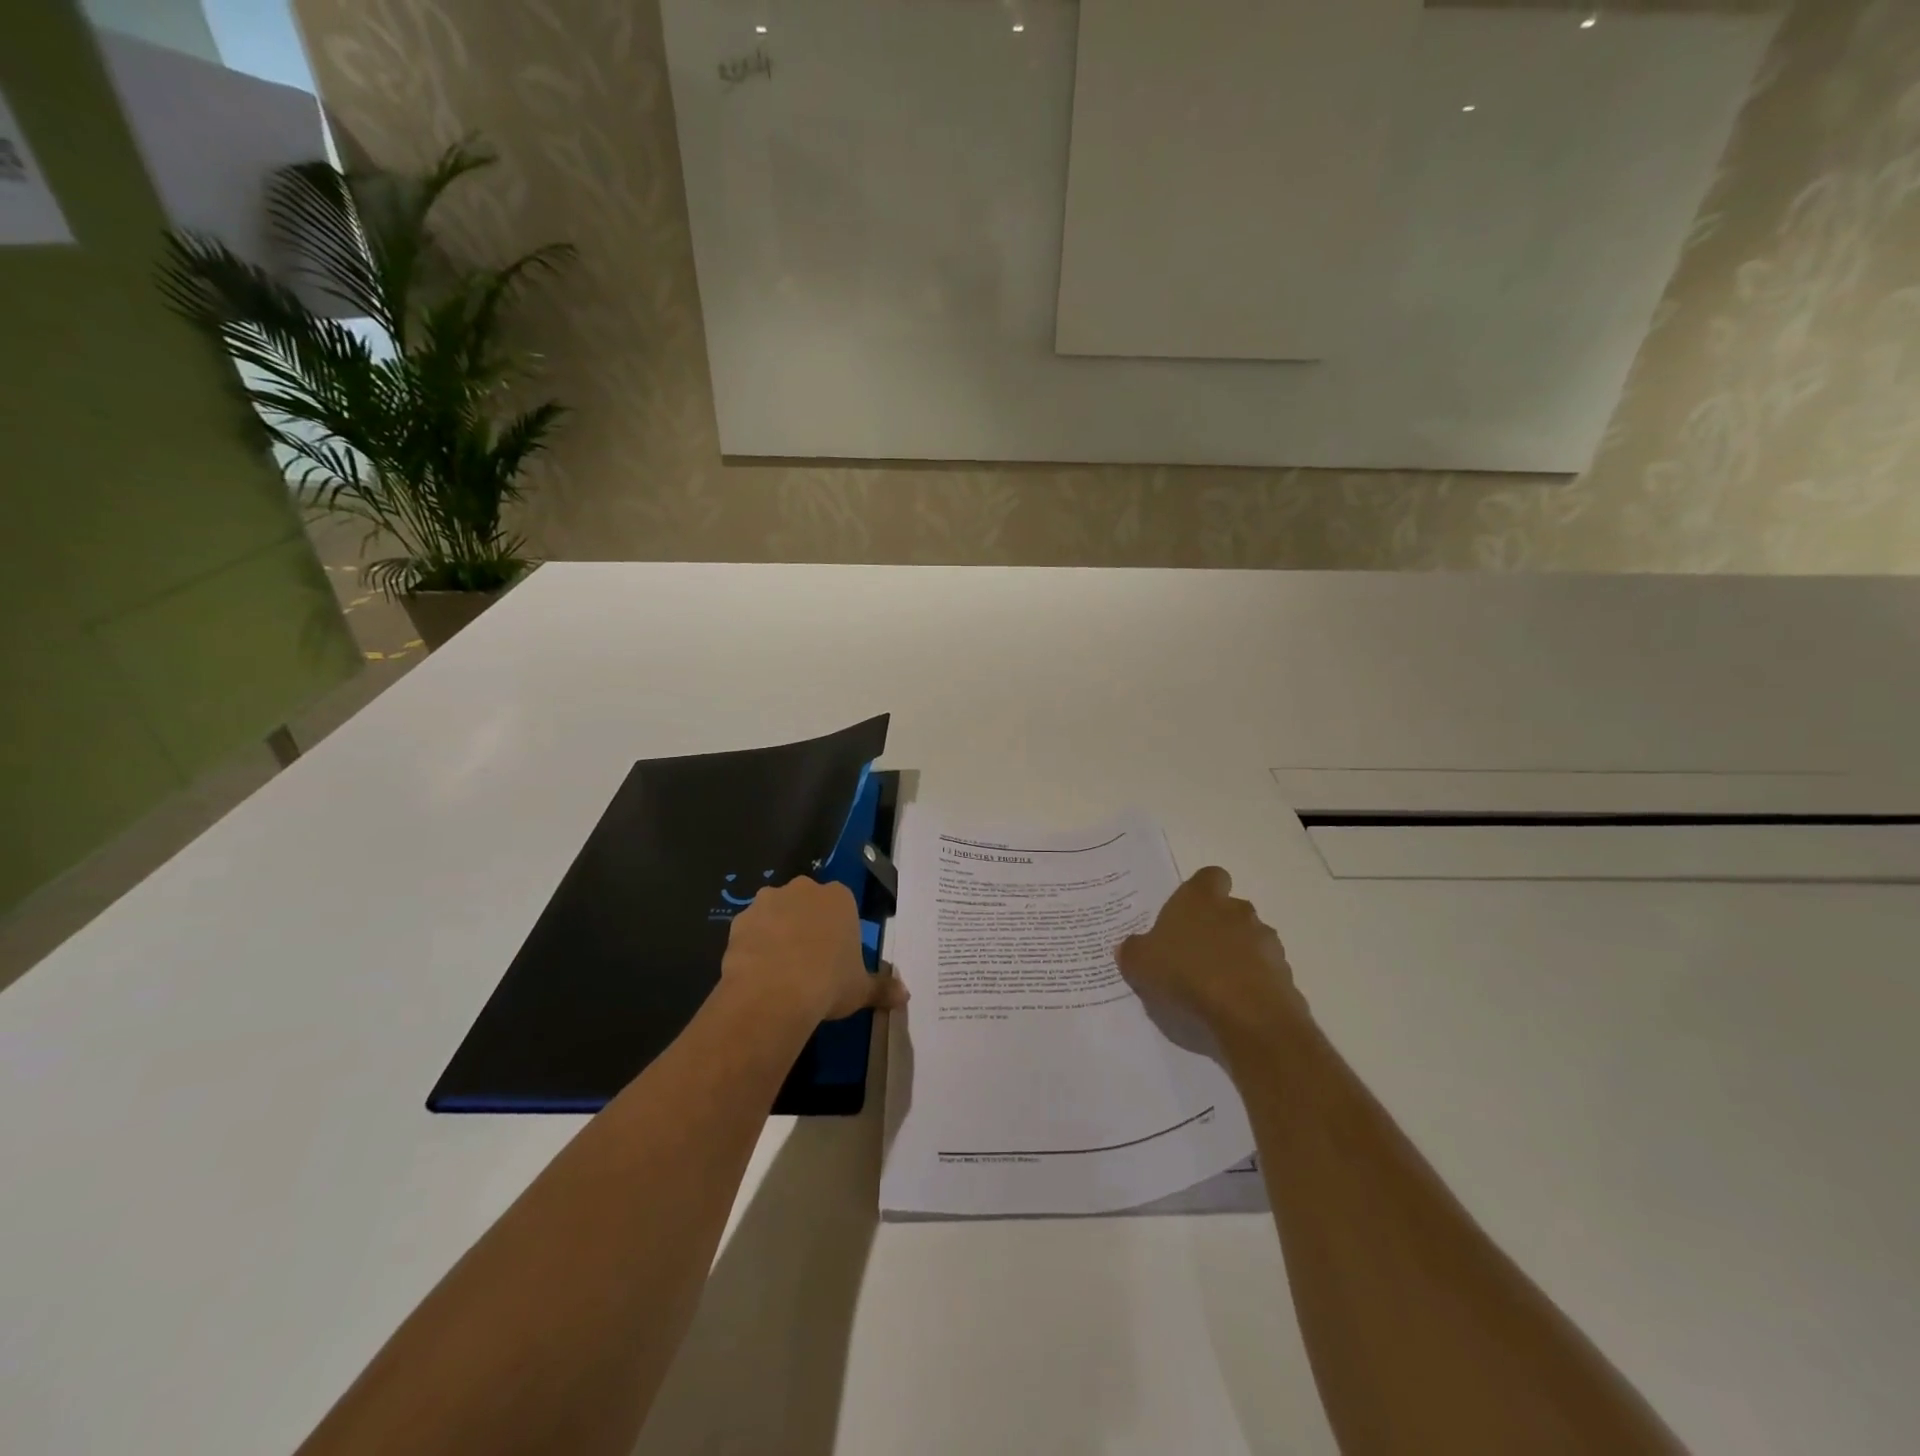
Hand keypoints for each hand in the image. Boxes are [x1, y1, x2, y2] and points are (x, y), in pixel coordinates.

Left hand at [721, 877, 906, 1024]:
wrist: (774, 993)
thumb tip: (906, 996)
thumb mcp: (861, 989)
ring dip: (778, 930)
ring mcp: (768, 900)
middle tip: (808, 959)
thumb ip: (883, 988)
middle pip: (807, 902)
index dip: (838, 929)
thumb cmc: (828, 983)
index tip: (836, 955)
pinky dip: (753, 944)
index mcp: (839, 898)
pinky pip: (750, 928)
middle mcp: (804, 889)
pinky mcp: (740, 918)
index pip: (842, 905)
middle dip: (807, 923)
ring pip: (776, 912)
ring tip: (779, 967)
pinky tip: (756, 971)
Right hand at [1118, 866, 1301, 1038]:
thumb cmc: (1187, 974)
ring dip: (1237, 955)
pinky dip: (1252, 982)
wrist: (1248, 1015)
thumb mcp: (1140, 963)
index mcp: (1201, 898)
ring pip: (1250, 939)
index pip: (1209, 877)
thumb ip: (1133, 951)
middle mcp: (1237, 910)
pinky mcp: (1284, 973)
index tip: (1187, 914)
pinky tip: (1235, 1005)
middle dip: (1217, 927)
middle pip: (1230, 909)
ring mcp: (1265, 941)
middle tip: (1194, 955)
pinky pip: (1264, 971)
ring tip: (1215, 985)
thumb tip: (1129, 947)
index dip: (1201, 892)